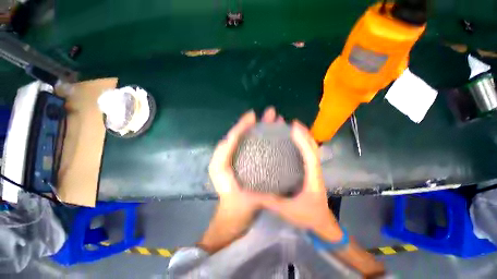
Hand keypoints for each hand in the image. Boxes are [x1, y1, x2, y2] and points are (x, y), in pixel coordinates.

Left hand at [208, 107, 283, 216]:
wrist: (237, 214)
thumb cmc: (229, 195)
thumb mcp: (220, 172)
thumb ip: (222, 153)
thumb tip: (232, 136)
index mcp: (229, 154)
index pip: (237, 134)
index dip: (244, 123)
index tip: (253, 114)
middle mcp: (239, 154)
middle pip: (250, 135)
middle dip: (260, 123)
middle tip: (272, 113)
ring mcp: (250, 160)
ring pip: (259, 141)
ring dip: (268, 131)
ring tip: (279, 121)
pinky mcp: (257, 167)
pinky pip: (264, 151)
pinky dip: (272, 143)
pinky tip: (281, 139)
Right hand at [260, 121, 343, 241]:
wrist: (321, 223)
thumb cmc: (307, 216)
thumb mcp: (287, 211)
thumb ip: (271, 201)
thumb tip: (254, 190)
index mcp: (312, 178)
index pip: (310, 155)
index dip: (303, 140)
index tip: (295, 127)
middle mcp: (315, 171)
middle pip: (313, 148)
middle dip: (304, 134)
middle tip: (292, 124)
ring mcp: (313, 171)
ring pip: (312, 150)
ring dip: (304, 138)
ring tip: (292, 129)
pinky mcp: (310, 172)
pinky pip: (307, 155)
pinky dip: (303, 145)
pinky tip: (293, 142)